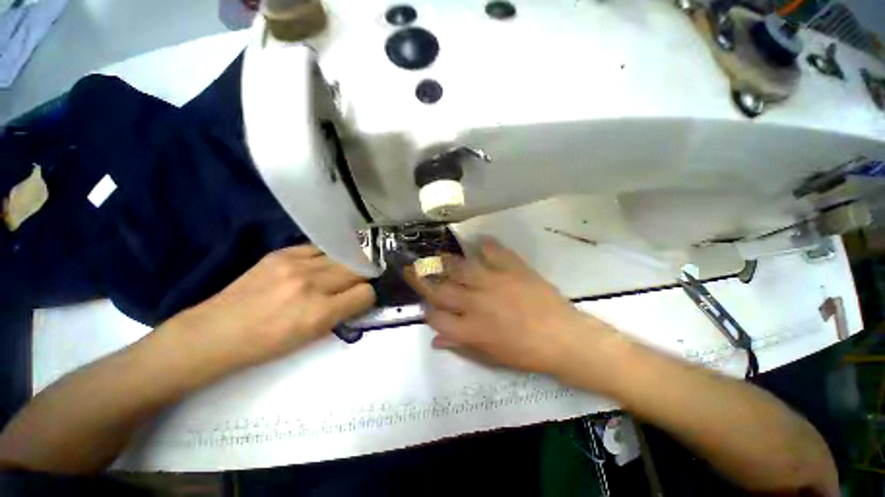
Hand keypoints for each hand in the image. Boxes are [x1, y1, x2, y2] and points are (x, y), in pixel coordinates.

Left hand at [166, 245, 375, 368]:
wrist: (216, 331)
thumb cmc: (267, 344)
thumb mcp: (311, 337)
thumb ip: (341, 313)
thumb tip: (360, 295)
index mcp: (319, 313)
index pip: (365, 293)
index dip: (367, 296)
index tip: (361, 298)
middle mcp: (311, 284)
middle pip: (357, 270)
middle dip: (361, 278)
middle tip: (354, 284)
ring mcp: (295, 264)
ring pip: (342, 257)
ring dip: (345, 266)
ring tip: (337, 274)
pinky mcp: (282, 253)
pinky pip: (319, 248)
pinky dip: (326, 257)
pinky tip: (319, 265)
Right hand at [406, 238, 617, 379]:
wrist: (563, 338)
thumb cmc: (526, 353)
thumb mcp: (490, 357)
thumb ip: (460, 346)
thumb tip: (436, 339)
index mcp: (470, 329)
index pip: (435, 317)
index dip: (427, 311)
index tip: (427, 307)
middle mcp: (475, 303)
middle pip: (440, 289)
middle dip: (421, 278)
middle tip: (412, 268)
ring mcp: (493, 282)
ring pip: (460, 267)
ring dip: (444, 261)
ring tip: (436, 255)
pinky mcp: (512, 268)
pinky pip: (493, 250)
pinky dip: (484, 244)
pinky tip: (478, 242)